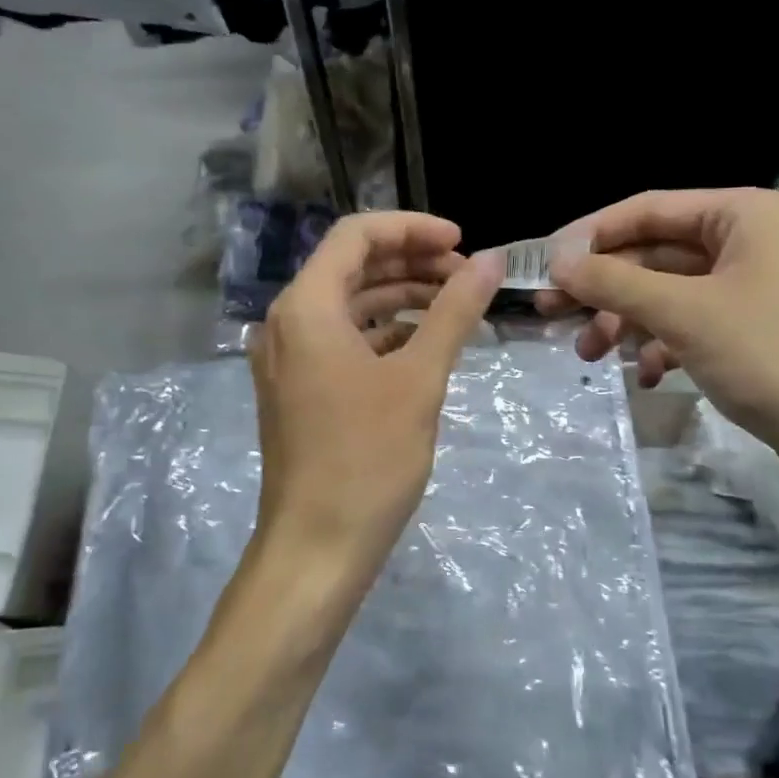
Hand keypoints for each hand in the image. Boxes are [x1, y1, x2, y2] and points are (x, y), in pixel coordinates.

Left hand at [250, 211, 500, 590]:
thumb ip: (454, 311)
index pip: (357, 235)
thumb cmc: (367, 458)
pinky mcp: (299, 389)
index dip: (413, 228)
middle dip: (411, 261)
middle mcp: (287, 322)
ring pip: (349, 304)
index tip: (463, 243)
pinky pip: (343, 340)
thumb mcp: (419, 378)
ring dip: (400, 296)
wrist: (316, 548)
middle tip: (467, 276)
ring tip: (455, 305)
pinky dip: (384, 332)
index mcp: (306, 306)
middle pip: (352, 266)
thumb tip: (491, 261)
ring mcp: (289, 358)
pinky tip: (424, 343)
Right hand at [538, 188, 778, 453]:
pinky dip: (664, 344)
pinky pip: (694, 322)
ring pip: (671, 292)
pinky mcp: (757, 328)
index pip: (650, 209)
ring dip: (627, 320)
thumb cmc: (766, 354)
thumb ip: (613, 281)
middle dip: (605, 288)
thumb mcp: (680, 312)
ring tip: (590, 355)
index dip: (592, 235)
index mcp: (744, 213)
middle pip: (656, 253)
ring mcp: (756, 286)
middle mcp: (752, 239)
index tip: (546, 263)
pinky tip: (647, 375)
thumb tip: (557, 262)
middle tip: (552, 313)